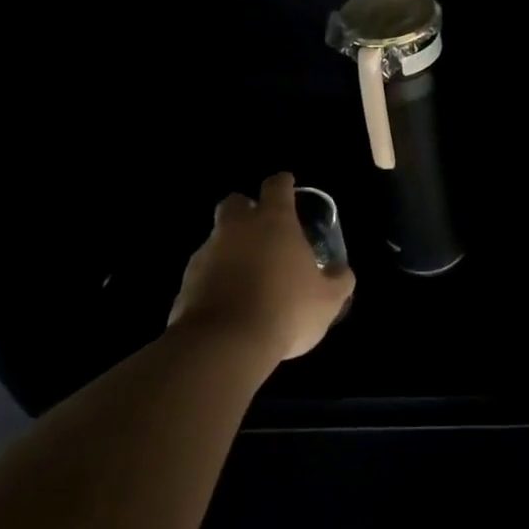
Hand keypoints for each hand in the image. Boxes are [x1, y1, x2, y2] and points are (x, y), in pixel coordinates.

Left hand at [169, 173, 355, 361]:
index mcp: (274, 221)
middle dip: (245, 208)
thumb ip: (339, 279)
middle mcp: (237, 228)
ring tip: (248, 274)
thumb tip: (341, 271)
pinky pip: (204, 271)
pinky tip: (229, 301)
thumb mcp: (329, 299)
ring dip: (231, 248)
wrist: (224, 345)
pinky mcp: (186, 282)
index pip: (276, 186)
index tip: (288, 186)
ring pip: (217, 238)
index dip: (283, 183)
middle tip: (261, 227)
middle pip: (235, 202)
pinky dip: (215, 278)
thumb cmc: (285, 310)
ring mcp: (207, 253)